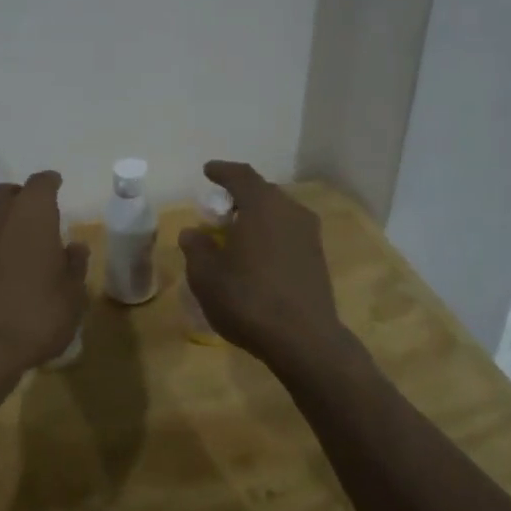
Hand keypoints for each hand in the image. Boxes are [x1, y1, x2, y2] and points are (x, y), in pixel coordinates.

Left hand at [0, 171, 89, 392]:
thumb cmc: (34, 316)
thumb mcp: (72, 296)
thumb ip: (75, 266)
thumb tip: (74, 247)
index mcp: (31, 214)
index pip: (41, 183)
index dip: (51, 182)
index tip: (58, 185)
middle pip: (8, 193)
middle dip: (23, 197)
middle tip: (39, 213)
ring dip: (2, 219)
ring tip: (18, 239)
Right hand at [180, 161, 352, 374]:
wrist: (304, 340)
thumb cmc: (248, 299)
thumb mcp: (206, 275)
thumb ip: (196, 248)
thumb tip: (193, 232)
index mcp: (262, 205)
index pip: (240, 175)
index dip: (222, 171)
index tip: (208, 170)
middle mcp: (290, 211)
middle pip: (262, 192)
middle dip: (239, 195)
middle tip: (218, 208)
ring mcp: (308, 235)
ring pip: (278, 213)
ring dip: (256, 216)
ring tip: (236, 233)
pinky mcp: (317, 258)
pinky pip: (287, 233)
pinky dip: (270, 235)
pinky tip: (256, 255)